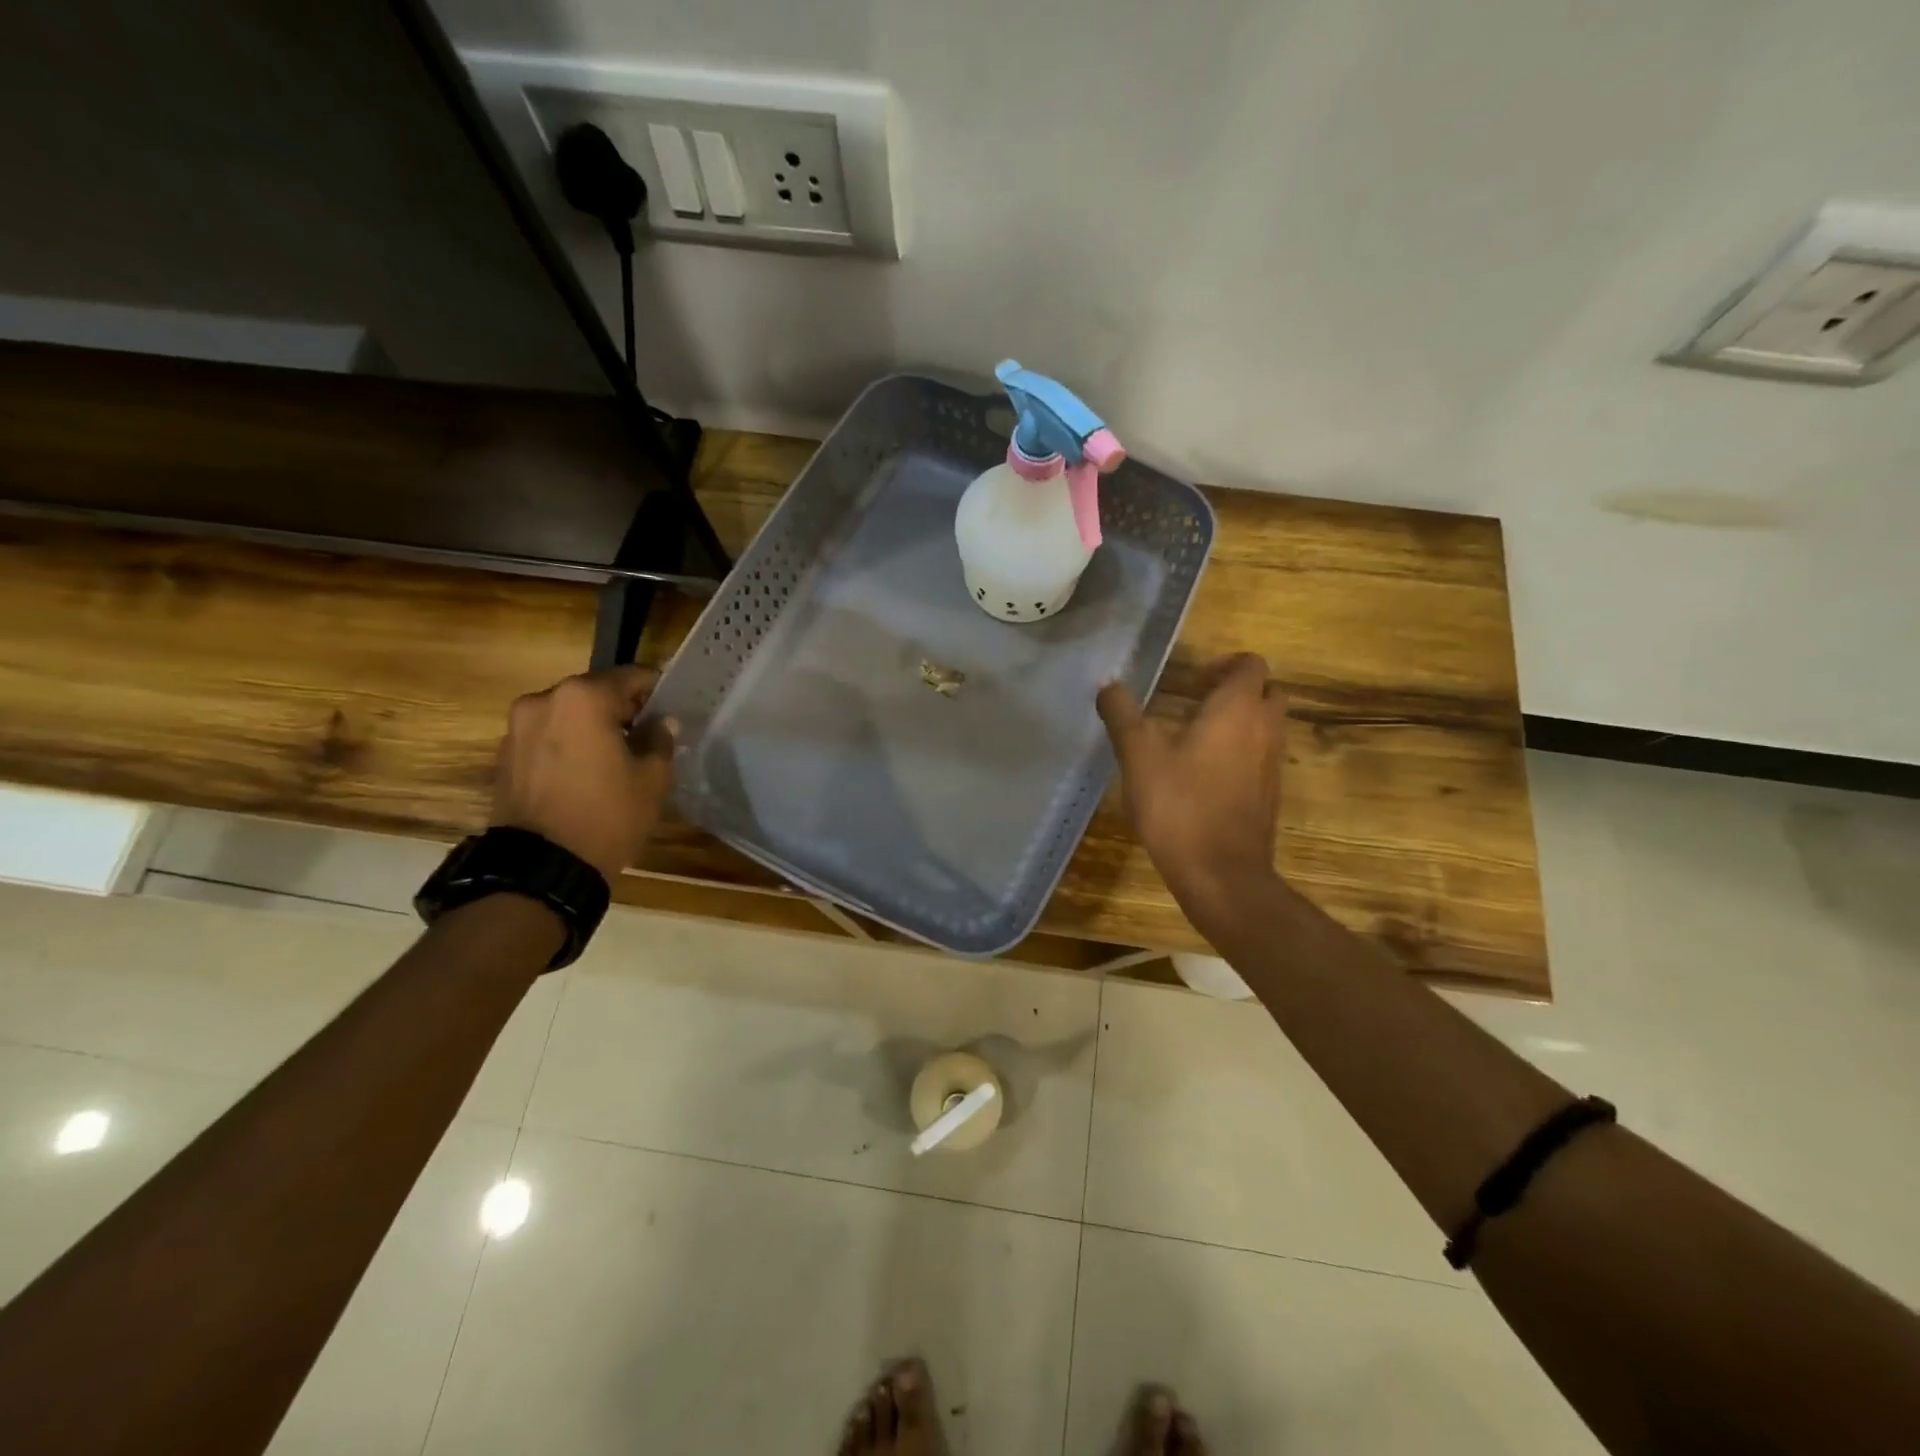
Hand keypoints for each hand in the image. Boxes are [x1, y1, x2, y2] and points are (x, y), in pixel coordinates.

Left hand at [490, 666, 675, 883]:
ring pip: (568, 715)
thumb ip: (660, 741)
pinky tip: (585, 773)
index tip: (671, 708)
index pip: (631, 677)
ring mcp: (518, 728)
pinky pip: (547, 737)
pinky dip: (568, 745)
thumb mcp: (651, 780)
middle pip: (595, 693)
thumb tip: (662, 723)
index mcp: (584, 698)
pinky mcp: (505, 755)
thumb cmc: (607, 815)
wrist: (541, 868)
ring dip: (592, 728)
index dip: (656, 690)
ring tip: (614, 758)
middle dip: (621, 710)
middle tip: (646, 735)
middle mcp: (544, 700)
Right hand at [1097, 653, 1287, 923]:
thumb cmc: (1179, 804)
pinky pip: (1262, 755)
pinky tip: (1204, 772)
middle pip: (1267, 691)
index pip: (1250, 664)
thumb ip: (1122, 714)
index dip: (1224, 664)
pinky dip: (1242, 750)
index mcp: (1237, 709)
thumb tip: (1108, 685)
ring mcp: (1272, 763)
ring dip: (1240, 720)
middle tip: (1198, 701)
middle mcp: (1264, 729)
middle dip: (1237, 689)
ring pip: (1267, 725)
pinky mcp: (1270, 793)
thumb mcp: (1138, 754)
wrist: (1220, 872)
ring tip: (1196, 735)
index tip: (1191, 680)